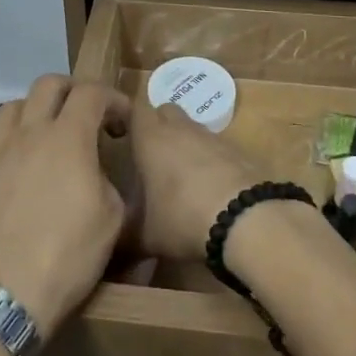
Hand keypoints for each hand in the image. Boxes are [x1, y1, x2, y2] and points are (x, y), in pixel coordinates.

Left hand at [0, 76, 129, 339]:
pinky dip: (15, 143)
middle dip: (73, 90)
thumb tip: (96, 177)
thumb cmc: (65, 256)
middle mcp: (28, 134)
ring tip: (50, 134)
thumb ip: (108, 185)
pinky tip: (24, 172)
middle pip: (47, 85)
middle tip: (87, 116)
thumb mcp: (111, 221)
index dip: (112, 98)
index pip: (91, 93)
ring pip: (13, 106)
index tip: (124, 121)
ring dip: (36, 110)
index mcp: (67, 138)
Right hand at [127, 102, 264, 262]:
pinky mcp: (237, 150)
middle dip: (158, 126)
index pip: (136, 108)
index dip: (129, 117)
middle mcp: (181, 129)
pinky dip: (210, 160)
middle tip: (150, 155)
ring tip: (180, 176)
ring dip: (185, 143)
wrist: (245, 219)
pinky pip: (216, 147)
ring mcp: (212, 137)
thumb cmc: (182, 218)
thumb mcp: (145, 237)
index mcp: (151, 138)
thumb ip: (124, 236)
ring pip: (192, 128)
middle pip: (166, 111)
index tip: (122, 135)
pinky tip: (209, 187)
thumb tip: (111, 246)